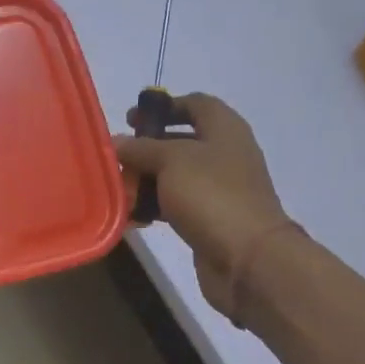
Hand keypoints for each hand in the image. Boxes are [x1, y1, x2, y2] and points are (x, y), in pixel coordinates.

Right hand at [115, 93, 292, 324]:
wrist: (249, 259)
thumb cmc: (211, 194)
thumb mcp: (170, 160)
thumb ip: (140, 148)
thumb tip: (115, 142)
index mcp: (224, 129)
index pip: (195, 103)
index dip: (163, 106)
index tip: (131, 119)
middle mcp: (225, 154)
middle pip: (181, 140)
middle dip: (147, 147)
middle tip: (119, 156)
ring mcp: (220, 188)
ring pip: (175, 174)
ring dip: (147, 179)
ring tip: (120, 188)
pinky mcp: (211, 218)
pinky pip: (177, 203)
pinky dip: (155, 205)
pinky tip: (134, 215)